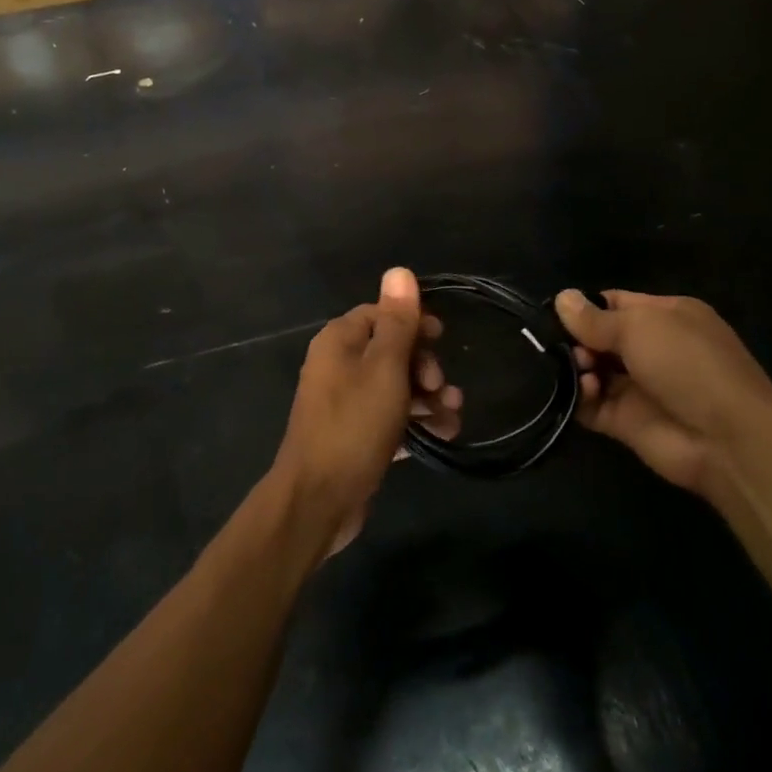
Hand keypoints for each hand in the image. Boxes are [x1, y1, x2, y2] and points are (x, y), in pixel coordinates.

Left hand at [273, 268, 461, 556]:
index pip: (381, 314)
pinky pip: (391, 418)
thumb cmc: (353, 425)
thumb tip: (399, 270)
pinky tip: (444, 434)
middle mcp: (339, 366)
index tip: (443, 339)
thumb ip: (396, 321)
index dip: (413, 323)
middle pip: (391, 350)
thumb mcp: (384, 368)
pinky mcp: (355, 435)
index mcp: (339, 341)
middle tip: (440, 387)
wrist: (318, 500)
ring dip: (427, 396)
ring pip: (395, 387)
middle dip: (424, 365)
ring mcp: (345, 403)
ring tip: (453, 414)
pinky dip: (415, 422)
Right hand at [554, 289, 771, 498]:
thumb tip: (561, 298)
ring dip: (577, 367)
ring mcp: (638, 387)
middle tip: (562, 346)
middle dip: (576, 339)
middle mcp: (652, 349)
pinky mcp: (625, 422)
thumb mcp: (639, 327)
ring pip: (592, 370)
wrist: (726, 439)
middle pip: (599, 338)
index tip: (554, 313)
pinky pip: (592, 404)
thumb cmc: (687, 364)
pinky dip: (581, 397)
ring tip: (580, 369)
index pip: (615, 304)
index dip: (585, 307)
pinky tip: (586, 391)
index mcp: (665, 316)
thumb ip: (595, 318)